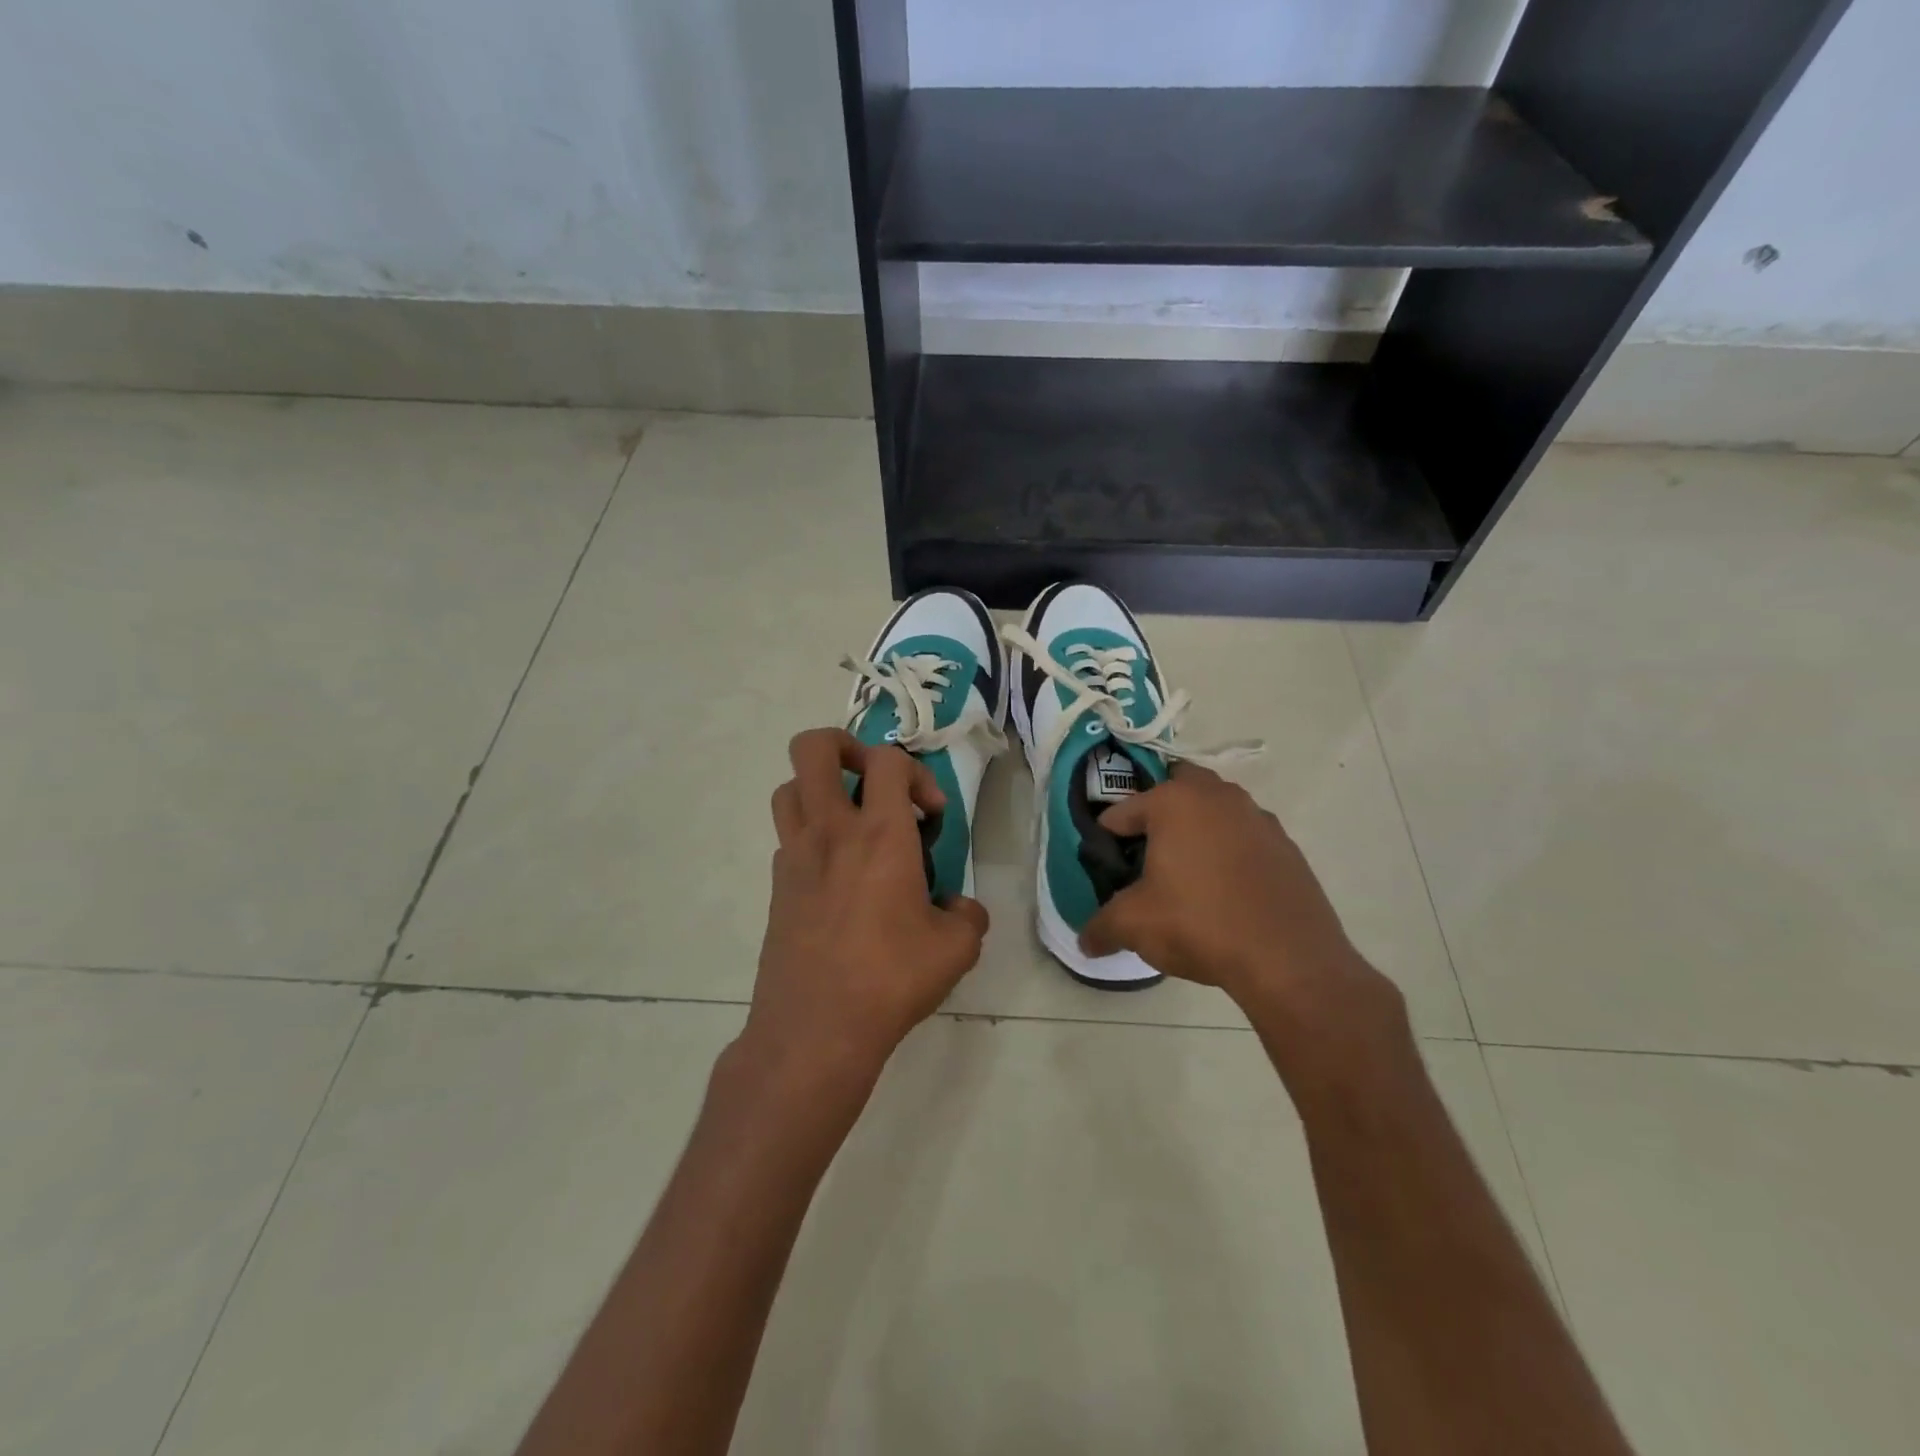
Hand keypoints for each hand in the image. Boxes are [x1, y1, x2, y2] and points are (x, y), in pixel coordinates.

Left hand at [742, 727, 989, 1091]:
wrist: (815, 1030)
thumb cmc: (890, 980)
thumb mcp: (955, 950)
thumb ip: (968, 916)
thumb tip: (960, 907)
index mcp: (880, 835)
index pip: (888, 760)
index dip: (917, 773)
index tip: (931, 816)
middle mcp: (831, 832)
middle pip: (813, 748)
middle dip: (845, 747)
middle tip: (874, 782)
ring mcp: (795, 856)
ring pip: (790, 787)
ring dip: (821, 789)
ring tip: (852, 823)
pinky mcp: (777, 886)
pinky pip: (788, 836)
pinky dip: (812, 836)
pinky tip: (838, 877)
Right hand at [1080, 767, 1405, 1077]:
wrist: (1288, 958)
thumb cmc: (1199, 924)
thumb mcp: (1135, 925)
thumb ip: (1102, 927)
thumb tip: (1085, 942)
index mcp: (1174, 801)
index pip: (1123, 810)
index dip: (1107, 838)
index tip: (1106, 865)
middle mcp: (1218, 797)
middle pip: (1176, 788)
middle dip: (1158, 813)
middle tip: (1146, 852)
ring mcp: (1258, 818)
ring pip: (1216, 810)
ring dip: (1198, 829)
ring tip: (1186, 873)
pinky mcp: (1287, 847)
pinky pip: (1245, 838)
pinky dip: (1230, 852)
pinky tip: (1225, 891)